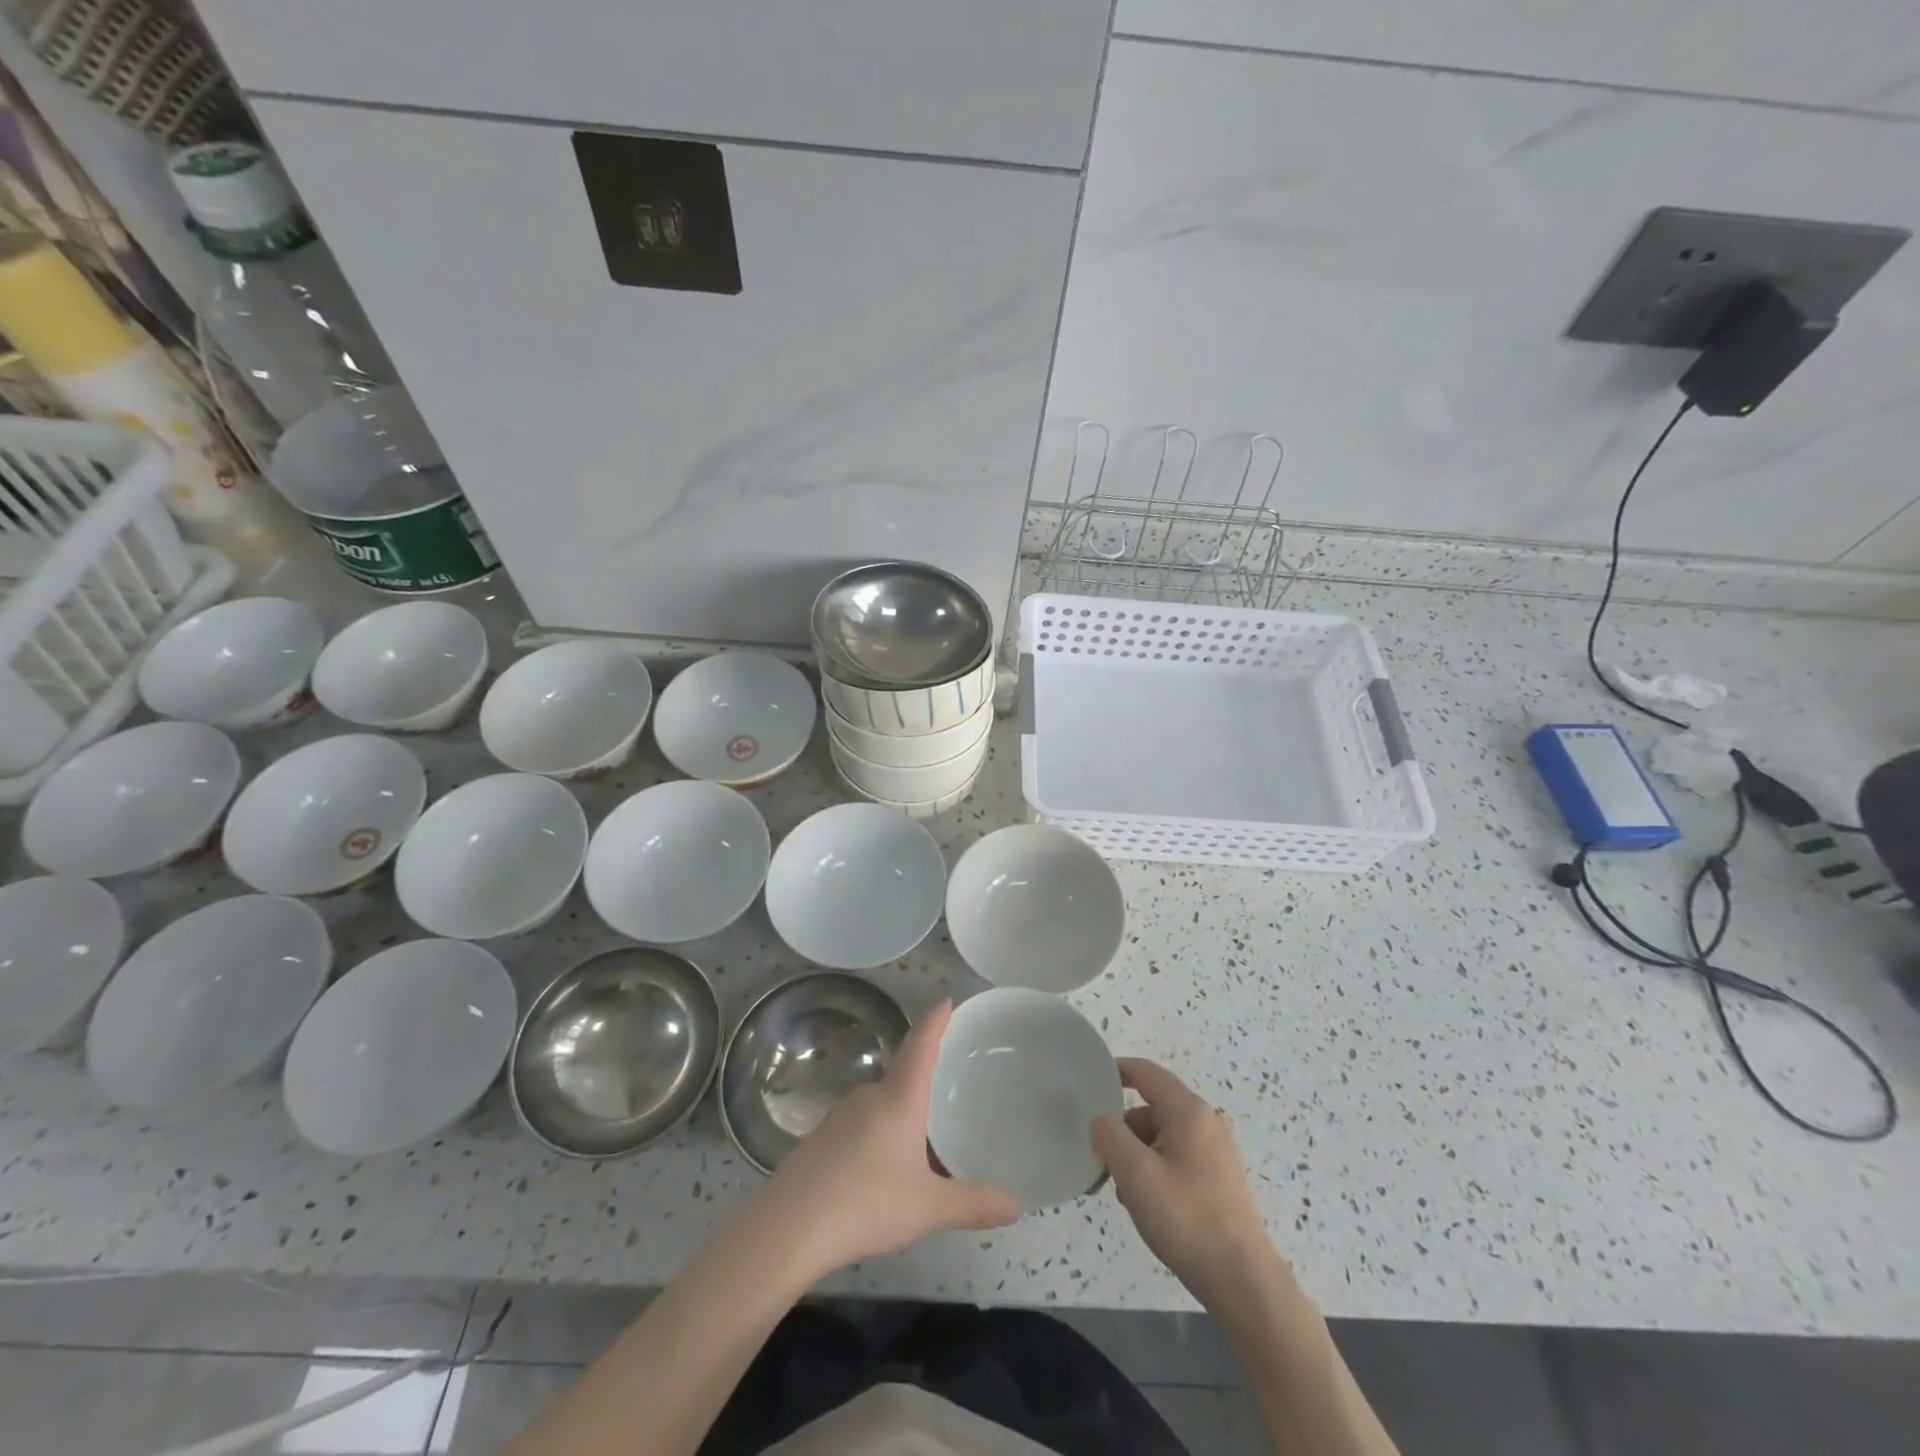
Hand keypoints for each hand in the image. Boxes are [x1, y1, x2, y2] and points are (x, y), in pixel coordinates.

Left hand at [762, 1000, 1019, 1278]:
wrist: (787, 1229)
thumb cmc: (866, 1204)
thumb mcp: (929, 1207)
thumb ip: (974, 1203)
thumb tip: (1018, 1204)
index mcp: (898, 1098)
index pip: (921, 1044)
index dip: (935, 1020)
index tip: (945, 999)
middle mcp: (869, 1096)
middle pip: (902, 1075)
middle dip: (924, 1081)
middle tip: (949, 1090)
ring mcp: (839, 1116)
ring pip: (881, 1104)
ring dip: (901, 1115)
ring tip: (923, 1141)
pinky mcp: (820, 1139)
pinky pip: (861, 1125)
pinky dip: (879, 1136)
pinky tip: (882, 1171)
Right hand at [1091, 1058, 1280, 1308]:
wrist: (1242, 1282)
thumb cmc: (1187, 1219)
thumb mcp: (1136, 1174)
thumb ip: (1110, 1136)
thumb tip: (1100, 1121)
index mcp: (1188, 1111)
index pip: (1145, 1072)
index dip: (1115, 1071)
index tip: (1087, 1082)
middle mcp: (1205, 1122)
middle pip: (1150, 1108)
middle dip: (1123, 1130)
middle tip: (1104, 1161)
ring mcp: (1215, 1151)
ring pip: (1160, 1137)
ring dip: (1137, 1156)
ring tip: (1127, 1194)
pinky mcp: (1217, 1178)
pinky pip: (1175, 1158)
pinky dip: (1155, 1171)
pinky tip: (1148, 1205)